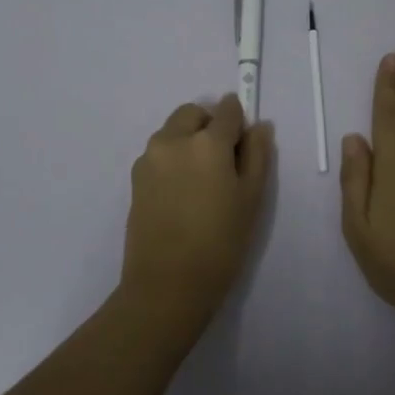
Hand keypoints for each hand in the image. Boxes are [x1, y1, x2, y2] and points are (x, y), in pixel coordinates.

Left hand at [121, 94, 273, 337]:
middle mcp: (173, 139)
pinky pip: (159, 152)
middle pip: (193, 114)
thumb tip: (259, 126)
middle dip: (209, 125)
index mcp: (207, 142)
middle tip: (223, 161)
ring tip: (201, 180)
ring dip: (188, 139)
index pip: (227, 110)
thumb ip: (257, 154)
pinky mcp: (135, 177)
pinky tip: (182, 192)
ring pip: (173, 131)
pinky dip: (173, 157)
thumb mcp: (251, 198)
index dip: (239, 121)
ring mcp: (149, 157)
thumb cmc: (220, 242)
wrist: (167, 283)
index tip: (244, 141)